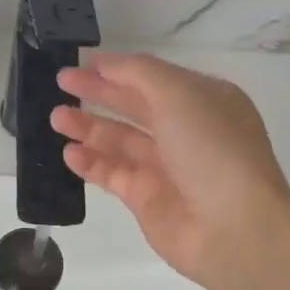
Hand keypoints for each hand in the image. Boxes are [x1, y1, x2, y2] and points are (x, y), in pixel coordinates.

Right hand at [55, 52, 289, 289]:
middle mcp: (187, 131)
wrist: (233, 227)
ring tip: (56, 118)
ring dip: (88, 127)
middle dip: (98, 93)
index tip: (83, 62)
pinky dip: (91, 163)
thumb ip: (139, 73)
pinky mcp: (148, 199)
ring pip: (120, 140)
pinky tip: (69, 153)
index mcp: (204, 100)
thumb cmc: (211, 148)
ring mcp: (167, 167)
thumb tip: (107, 64)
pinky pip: (113, 174)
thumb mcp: (179, 94)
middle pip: (134, 106)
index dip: (119, 69)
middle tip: (61, 82)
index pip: (154, 77)